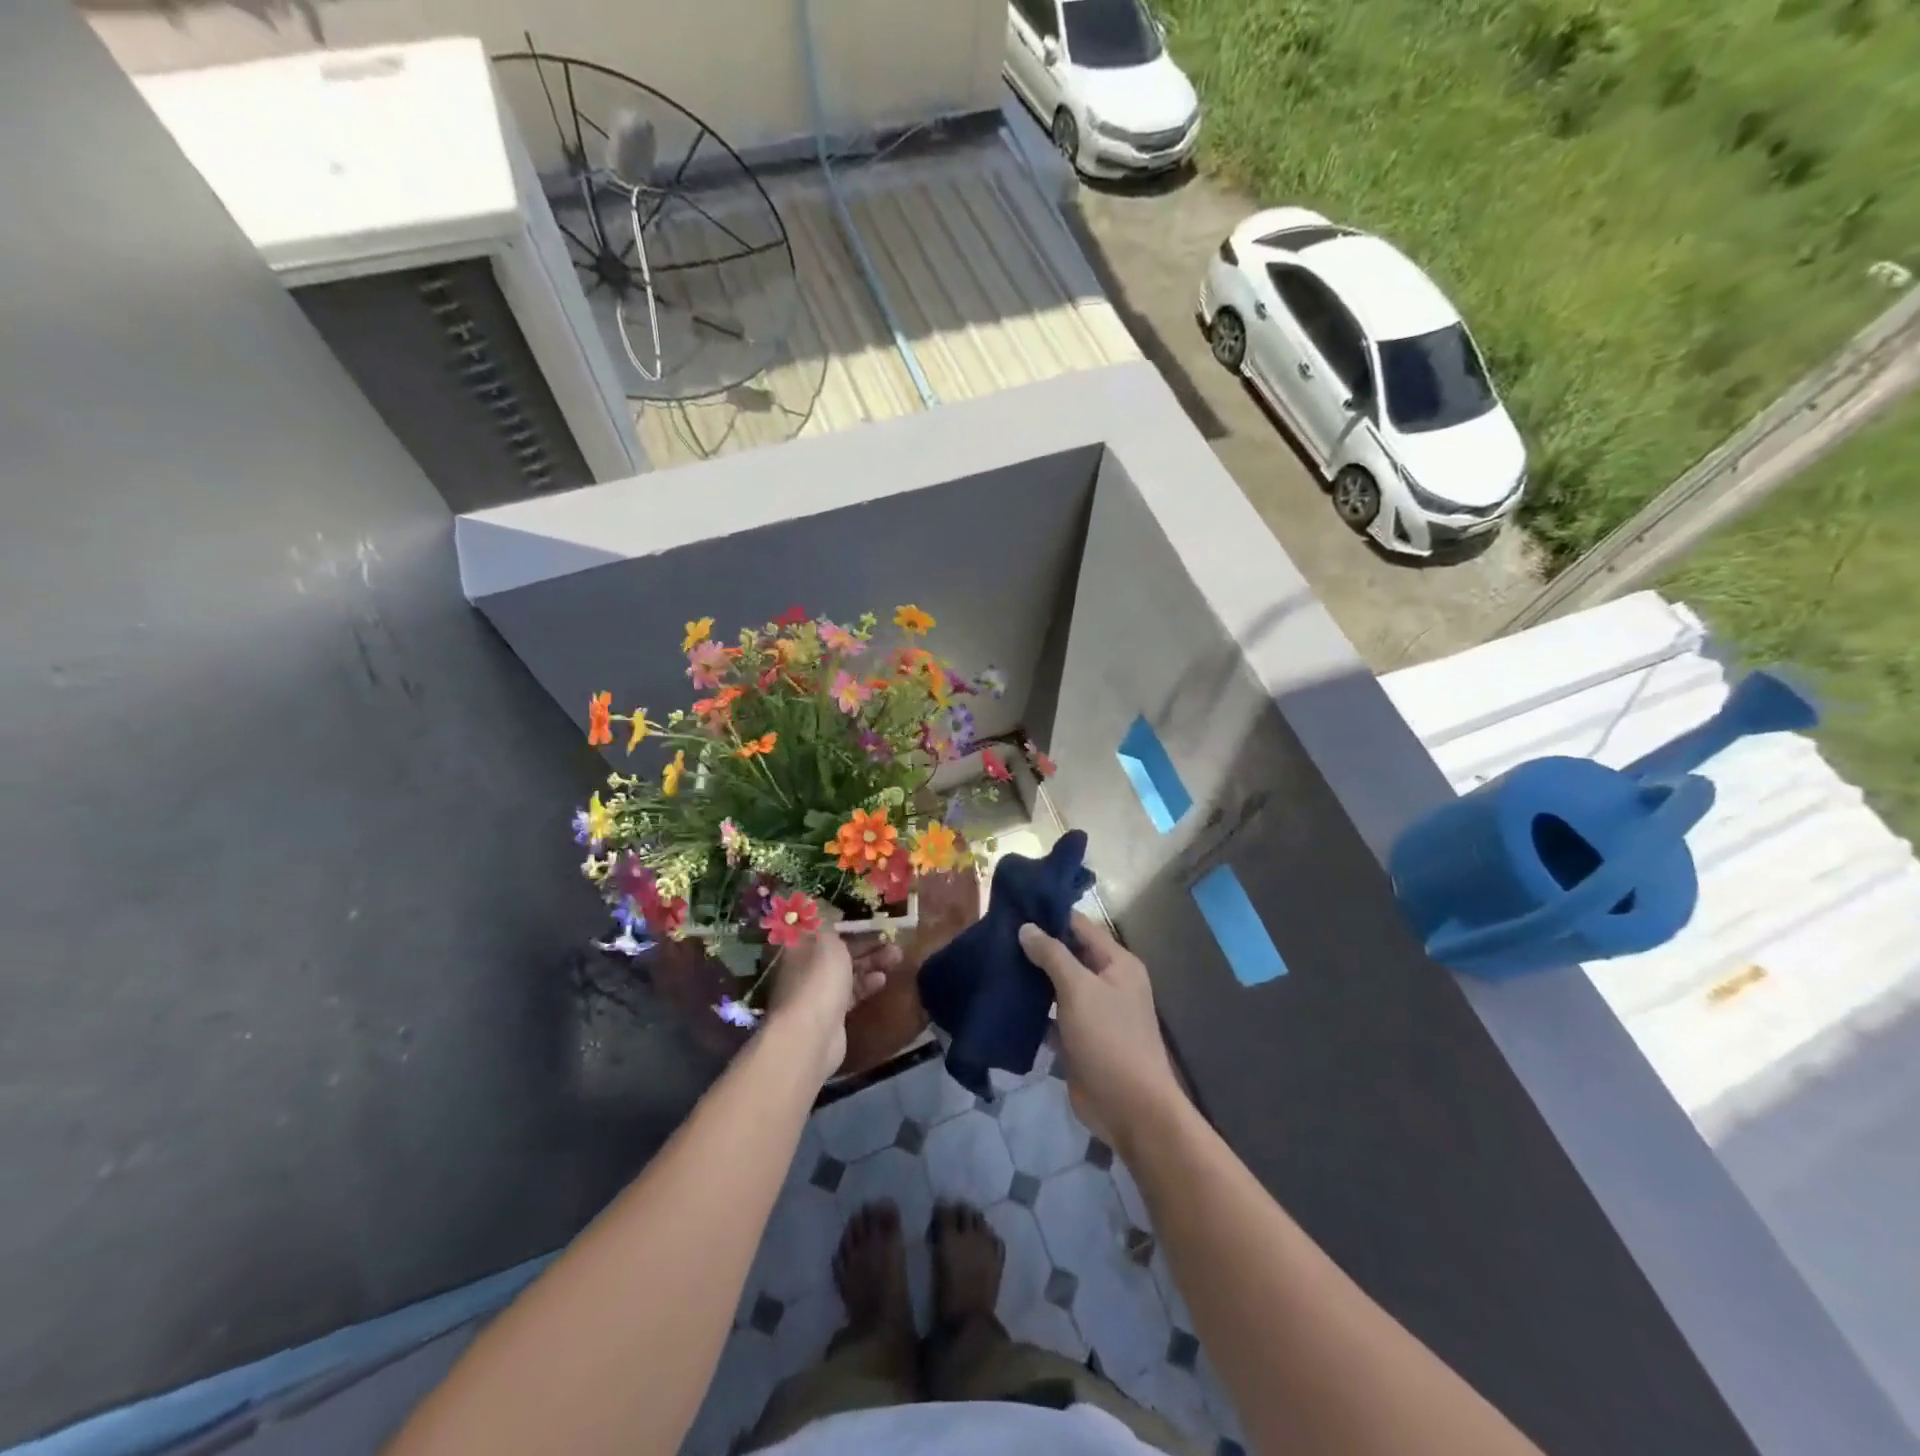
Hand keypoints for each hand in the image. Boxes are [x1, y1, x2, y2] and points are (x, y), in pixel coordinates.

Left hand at [767, 932, 898, 1082]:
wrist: (811, 1035)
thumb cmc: (819, 978)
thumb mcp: (827, 938)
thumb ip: (829, 922)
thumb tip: (823, 906)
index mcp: (800, 946)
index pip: (824, 928)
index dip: (847, 921)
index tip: (870, 917)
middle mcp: (806, 967)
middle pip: (839, 950)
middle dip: (866, 943)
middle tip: (892, 938)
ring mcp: (818, 992)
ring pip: (848, 971)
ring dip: (872, 962)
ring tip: (897, 956)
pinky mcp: (832, 1014)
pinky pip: (852, 993)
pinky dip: (867, 984)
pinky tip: (882, 980)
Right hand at [1018, 914, 1182, 1150]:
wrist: (1130, 1109)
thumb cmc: (1109, 1039)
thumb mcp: (1080, 989)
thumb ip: (1052, 955)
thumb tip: (1026, 927)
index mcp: (1117, 963)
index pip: (1080, 926)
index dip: (1050, 915)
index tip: (1014, 907)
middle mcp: (1107, 982)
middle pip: (1068, 954)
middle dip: (1036, 946)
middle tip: (996, 934)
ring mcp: (1093, 1012)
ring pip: (1058, 985)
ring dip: (1032, 978)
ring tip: (994, 961)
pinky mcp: (1078, 1039)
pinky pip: (1052, 1015)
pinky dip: (1033, 1010)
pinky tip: (1004, 1000)